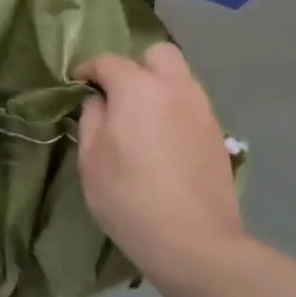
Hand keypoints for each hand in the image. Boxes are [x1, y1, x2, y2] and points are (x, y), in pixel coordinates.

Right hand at [76, 44, 245, 280]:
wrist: (194, 242)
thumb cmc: (130, 198)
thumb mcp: (91, 159)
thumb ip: (91, 118)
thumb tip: (97, 100)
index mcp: (138, 87)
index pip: (108, 61)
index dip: (88, 70)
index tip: (78, 85)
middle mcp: (175, 87)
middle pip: (157, 54)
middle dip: (135, 65)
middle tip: (119, 95)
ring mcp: (201, 109)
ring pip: (179, 77)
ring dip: (158, 86)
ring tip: (142, 119)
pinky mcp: (217, 133)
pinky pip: (192, 104)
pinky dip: (175, 109)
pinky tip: (164, 140)